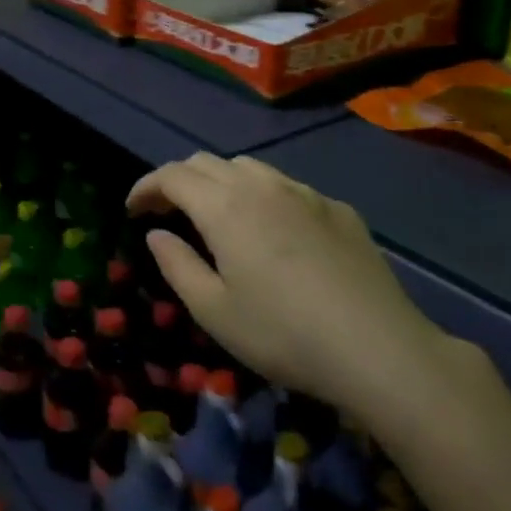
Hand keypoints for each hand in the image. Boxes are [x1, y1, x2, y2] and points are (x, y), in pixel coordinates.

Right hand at [129, 154, 453, 418]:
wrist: (378, 347)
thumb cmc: (283, 334)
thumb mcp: (214, 312)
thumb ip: (177, 266)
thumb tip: (157, 235)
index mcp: (224, 206)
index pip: (172, 175)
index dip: (146, 187)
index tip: (132, 209)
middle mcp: (261, 185)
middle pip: (207, 163)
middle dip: (179, 181)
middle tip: (167, 213)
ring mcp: (304, 192)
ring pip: (249, 167)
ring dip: (221, 182)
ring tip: (218, 216)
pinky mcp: (337, 208)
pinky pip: (287, 187)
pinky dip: (263, 196)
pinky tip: (276, 232)